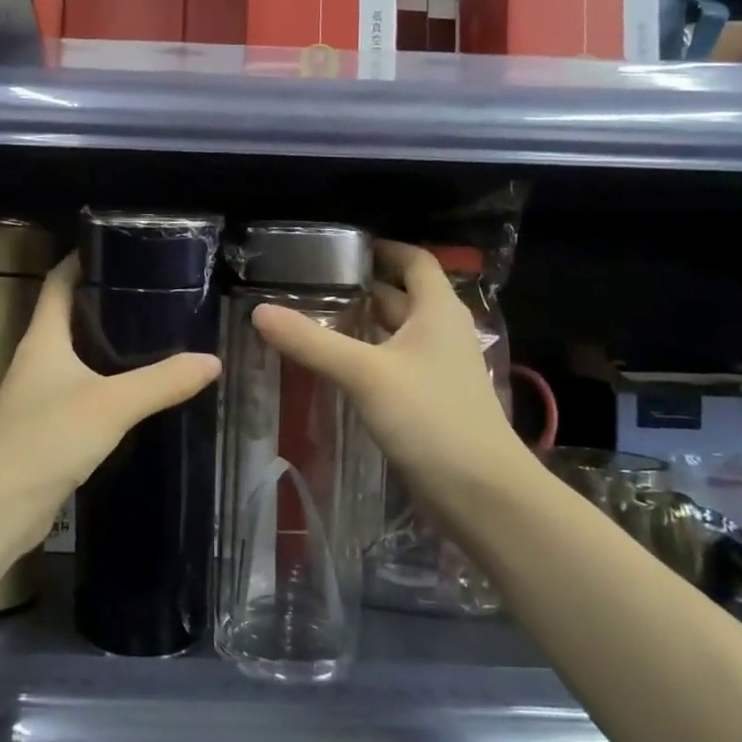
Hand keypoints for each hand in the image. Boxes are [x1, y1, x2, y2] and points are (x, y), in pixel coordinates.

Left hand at [0, 253, 219, 557]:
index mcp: (42, 339)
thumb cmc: (46, 438)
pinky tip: (136, 393)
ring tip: (154, 336)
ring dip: (107, 346)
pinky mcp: (46, 429)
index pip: (57, 283)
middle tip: (154, 294)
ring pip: (76, 357)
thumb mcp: (111, 404)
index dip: (81, 260)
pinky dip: (106, 385)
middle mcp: (36, 360)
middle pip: (68, 318)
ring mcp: (38, 396)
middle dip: (105, 303)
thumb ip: (162, 381)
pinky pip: (81, 393)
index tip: (118, 247)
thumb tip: (212, 361)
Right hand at [250, 240, 526, 523]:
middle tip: (310, 285)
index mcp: (437, 311)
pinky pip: (394, 365)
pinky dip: (367, 357)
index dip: (383, 249)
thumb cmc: (430, 418)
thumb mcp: (365, 373)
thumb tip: (259, 311)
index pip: (415, 260)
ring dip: (361, 325)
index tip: (340, 249)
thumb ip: (312, 342)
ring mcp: (438, 368)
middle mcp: (441, 332)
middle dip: (360, 288)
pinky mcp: (430, 400)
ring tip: (313, 320)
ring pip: (395, 333)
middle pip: (401, 296)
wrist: (481, 493)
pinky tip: (335, 367)